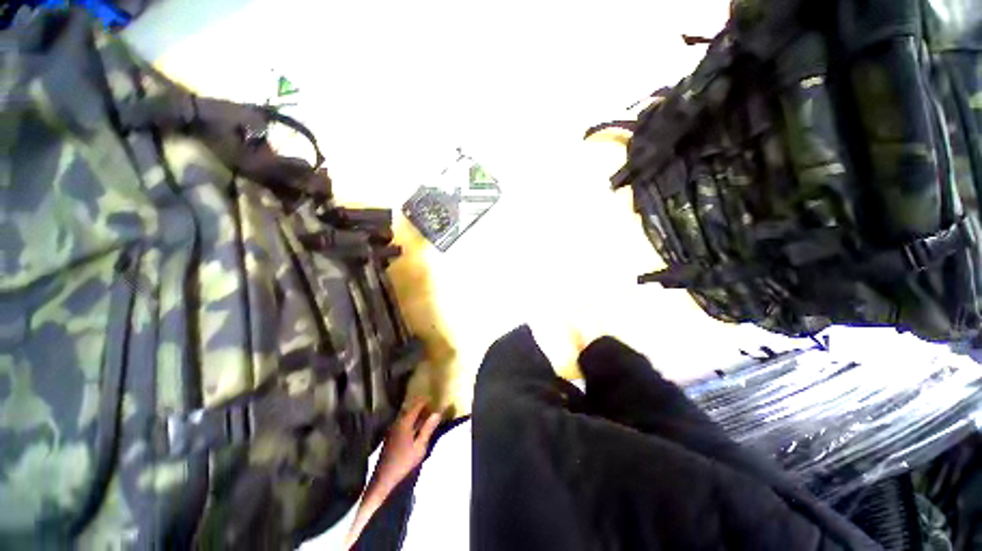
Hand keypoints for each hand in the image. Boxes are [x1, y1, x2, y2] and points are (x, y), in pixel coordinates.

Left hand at [374, 400, 441, 490]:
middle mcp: (397, 422)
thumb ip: (428, 428)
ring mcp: (392, 429)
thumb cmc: (404, 462)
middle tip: (432, 408)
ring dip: (416, 414)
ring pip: (406, 416)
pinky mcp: (390, 436)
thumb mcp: (420, 446)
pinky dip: (411, 421)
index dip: (426, 401)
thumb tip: (437, 413)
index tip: (435, 399)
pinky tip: (416, 428)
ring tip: (426, 417)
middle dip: (421, 407)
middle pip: (410, 409)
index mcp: (405, 422)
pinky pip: (403, 422)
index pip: (417, 405)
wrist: (384, 478)